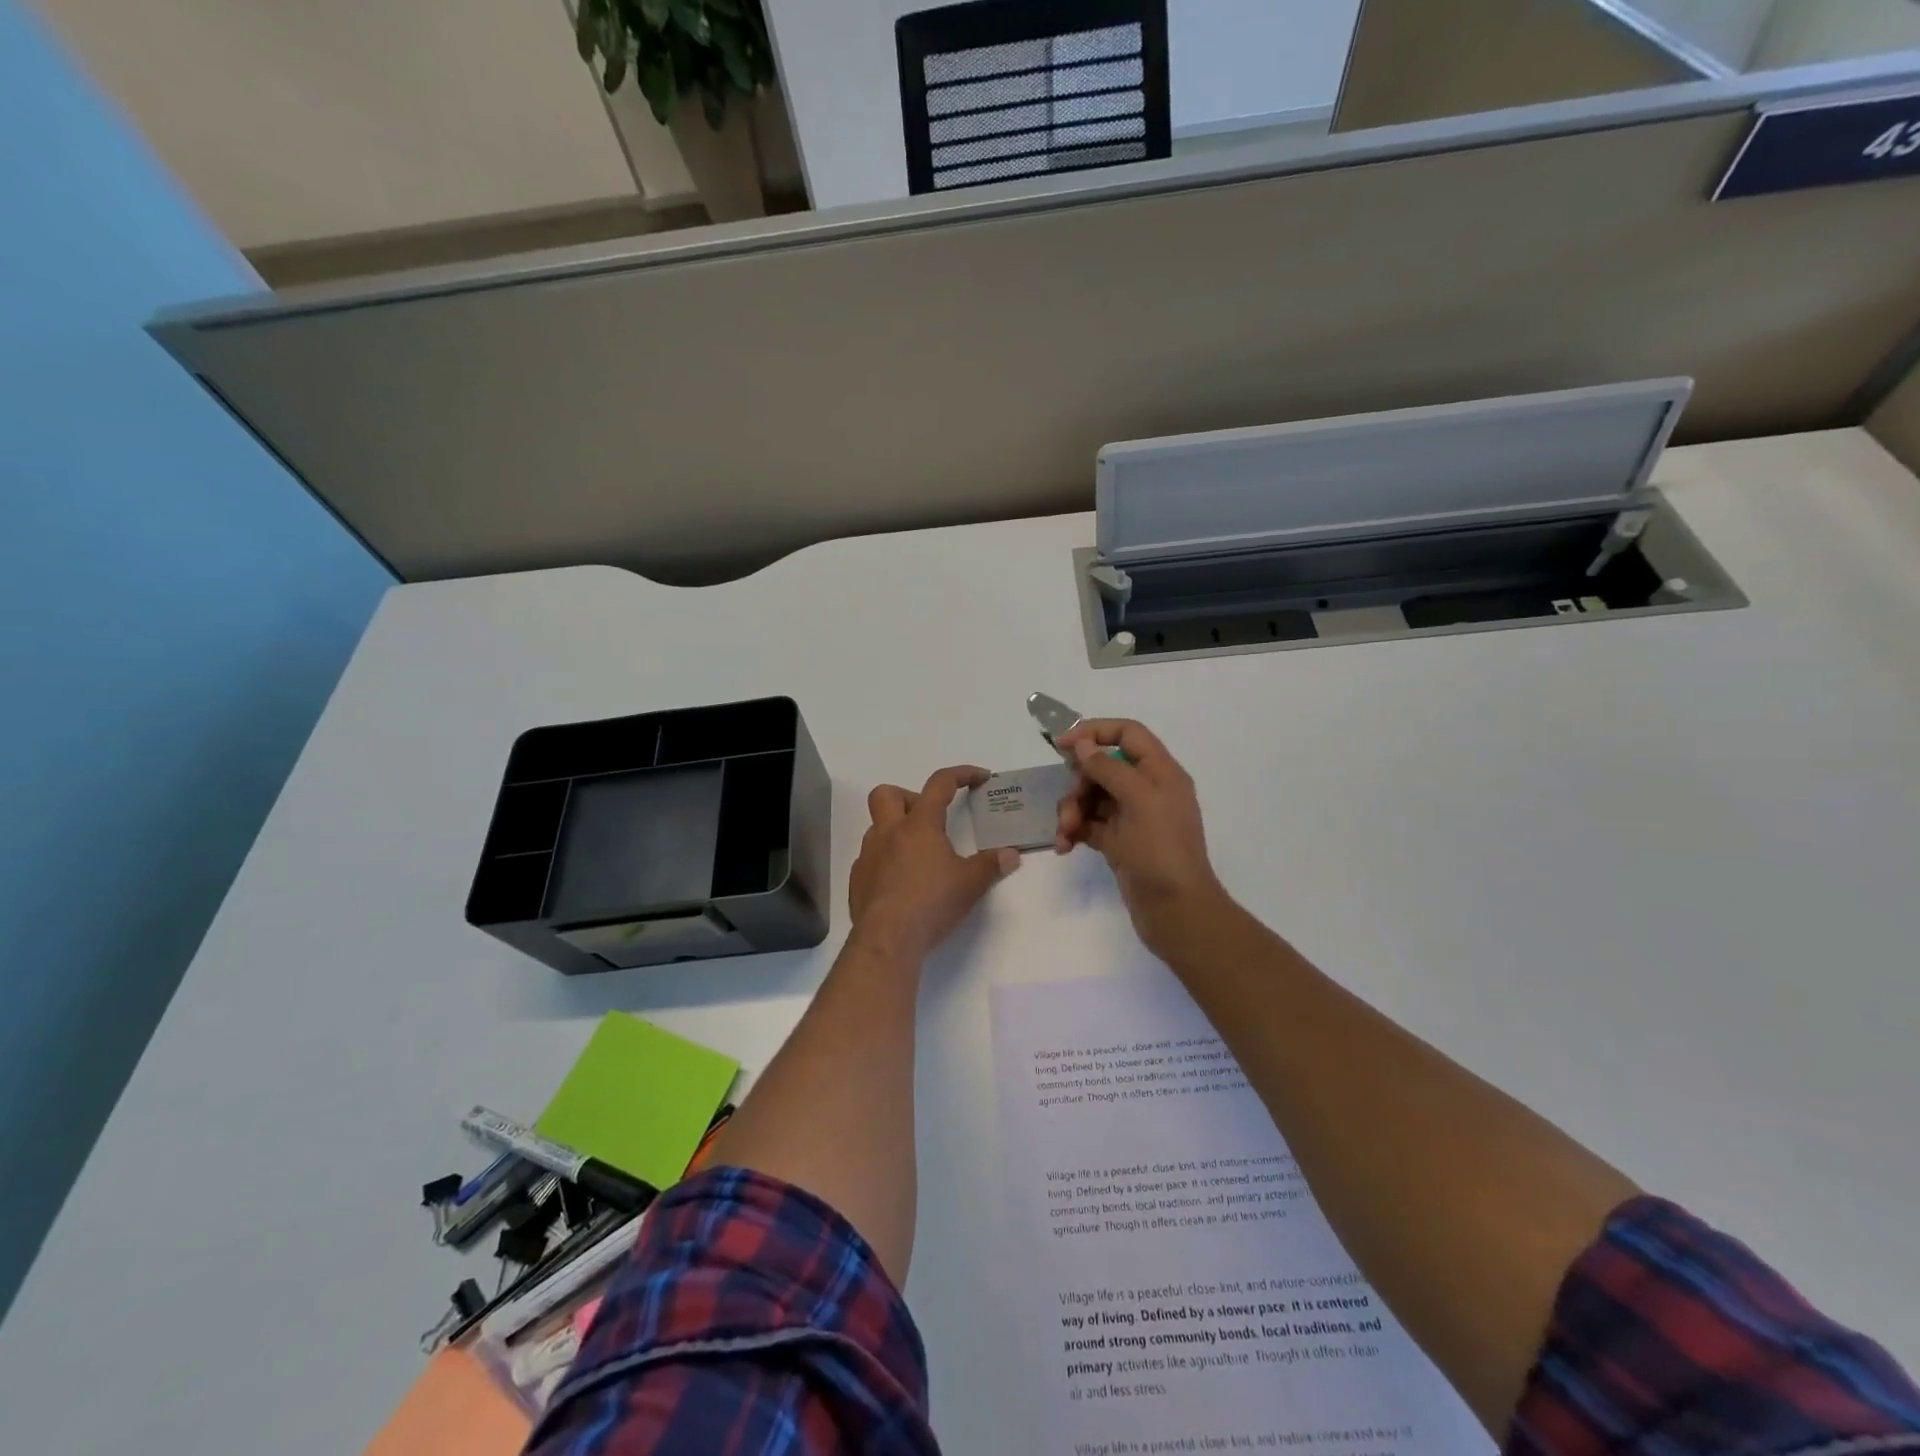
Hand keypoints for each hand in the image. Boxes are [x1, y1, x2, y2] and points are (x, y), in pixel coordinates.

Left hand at [849, 766, 1021, 961]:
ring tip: (920, 856)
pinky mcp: (857, 880)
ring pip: (876, 827)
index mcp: (919, 825)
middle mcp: (889, 832)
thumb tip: (1011, 855)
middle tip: (930, 820)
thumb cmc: (932, 903)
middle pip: (888, 794)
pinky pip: (870, 858)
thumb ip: (991, 865)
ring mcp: (868, 856)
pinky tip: (902, 882)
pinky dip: (886, 861)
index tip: (979, 777)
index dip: (961, 774)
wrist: (887, 938)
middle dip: (909, 798)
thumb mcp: (970, 884)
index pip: (940, 784)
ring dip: (896, 832)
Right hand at [1054, 720, 1225, 955]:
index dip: (1095, 732)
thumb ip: (1109, 768)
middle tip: (1070, 803)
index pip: (1128, 734)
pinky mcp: (1118, 842)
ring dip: (1072, 809)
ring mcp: (1132, 817)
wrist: (1176, 912)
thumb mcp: (1139, 801)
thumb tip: (1082, 745)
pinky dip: (1074, 830)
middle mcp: (1147, 790)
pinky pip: (1089, 824)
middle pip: (1103, 767)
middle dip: (1079, 782)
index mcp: (1161, 772)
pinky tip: (1064, 846)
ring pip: (1092, 796)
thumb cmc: (1161, 851)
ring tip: (1065, 832)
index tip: (1062, 744)